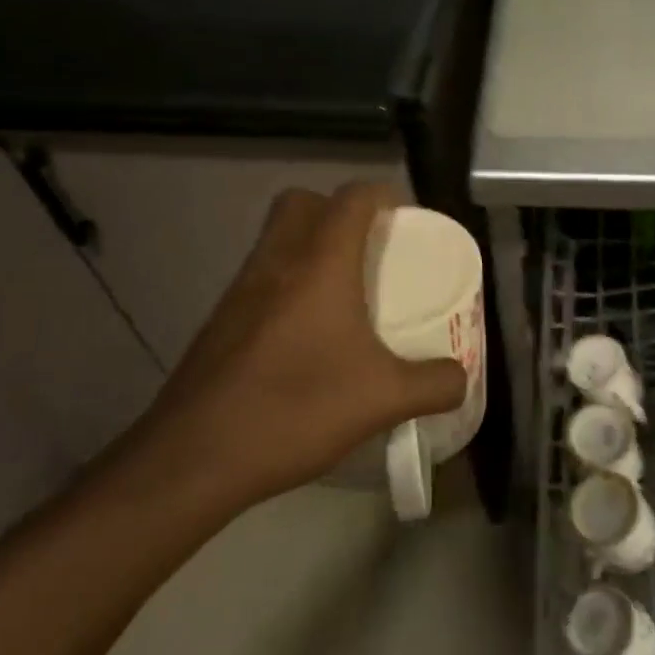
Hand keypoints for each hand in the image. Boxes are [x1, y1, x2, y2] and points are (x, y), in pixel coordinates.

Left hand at [120, 183, 467, 518]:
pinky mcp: (219, 322)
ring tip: (343, 292)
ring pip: (274, 239)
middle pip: (302, 201)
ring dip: (308, 246)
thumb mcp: (384, 400)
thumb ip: (435, 384)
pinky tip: (306, 335)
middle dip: (337, 210)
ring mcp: (239, 291)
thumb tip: (459, 376)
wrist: (194, 458)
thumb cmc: (297, 408)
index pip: (352, 197)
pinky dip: (286, 284)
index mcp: (319, 264)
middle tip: (369, 248)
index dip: (382, 196)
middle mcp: (275, 263)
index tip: (405, 221)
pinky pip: (259, 277)